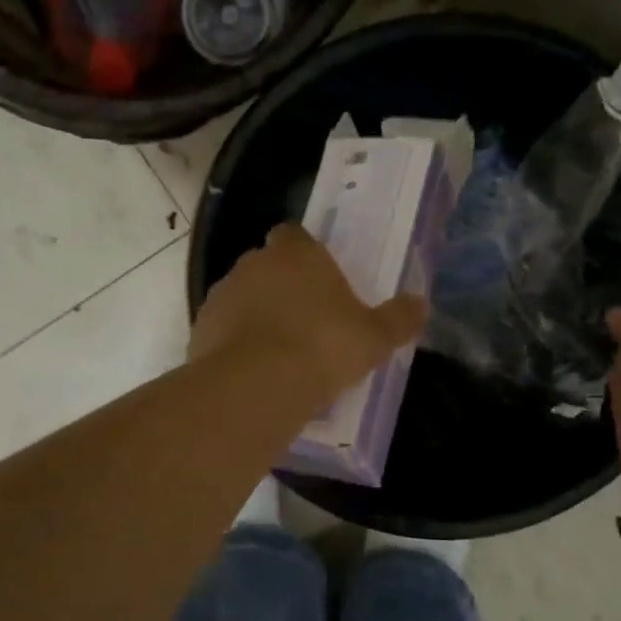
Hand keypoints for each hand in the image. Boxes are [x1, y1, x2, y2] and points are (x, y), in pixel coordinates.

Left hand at [190, 223, 427, 408]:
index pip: (295, 235)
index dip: (306, 252)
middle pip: (267, 264)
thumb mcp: (374, 337)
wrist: (256, 386)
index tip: (320, 278)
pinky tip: (253, 369)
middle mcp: (254, 264)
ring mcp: (222, 294)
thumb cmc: (323, 348)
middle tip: (305, 318)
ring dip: (256, 313)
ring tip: (278, 349)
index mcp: (296, 254)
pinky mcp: (200, 328)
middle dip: (281, 284)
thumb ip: (398, 318)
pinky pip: (223, 328)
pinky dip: (235, 341)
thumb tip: (420, 304)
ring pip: (242, 296)